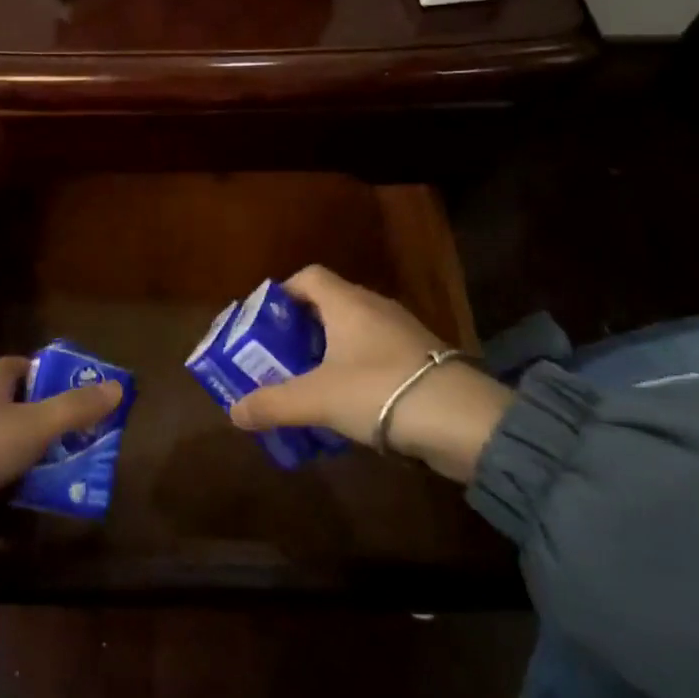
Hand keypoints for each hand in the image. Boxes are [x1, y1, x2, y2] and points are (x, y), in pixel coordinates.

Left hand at [0, 357, 123, 500]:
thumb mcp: (36, 426)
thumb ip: (76, 408)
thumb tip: (118, 387)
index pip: (33, 367)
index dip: (58, 381)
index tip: (81, 402)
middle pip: (22, 399)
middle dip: (48, 417)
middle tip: (76, 439)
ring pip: (6, 429)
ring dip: (29, 445)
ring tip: (57, 467)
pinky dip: (8, 465)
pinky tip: (22, 485)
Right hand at [226, 266, 511, 481]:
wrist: (464, 421)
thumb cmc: (380, 391)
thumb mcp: (317, 399)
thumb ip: (273, 403)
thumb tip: (234, 412)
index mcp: (347, 302)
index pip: (309, 276)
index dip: (283, 294)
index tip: (265, 324)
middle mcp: (374, 307)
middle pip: (329, 305)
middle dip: (301, 330)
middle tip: (280, 359)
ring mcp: (403, 332)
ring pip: (354, 332)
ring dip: (330, 353)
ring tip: (310, 384)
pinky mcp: (422, 360)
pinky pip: (377, 354)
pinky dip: (357, 370)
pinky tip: (350, 403)